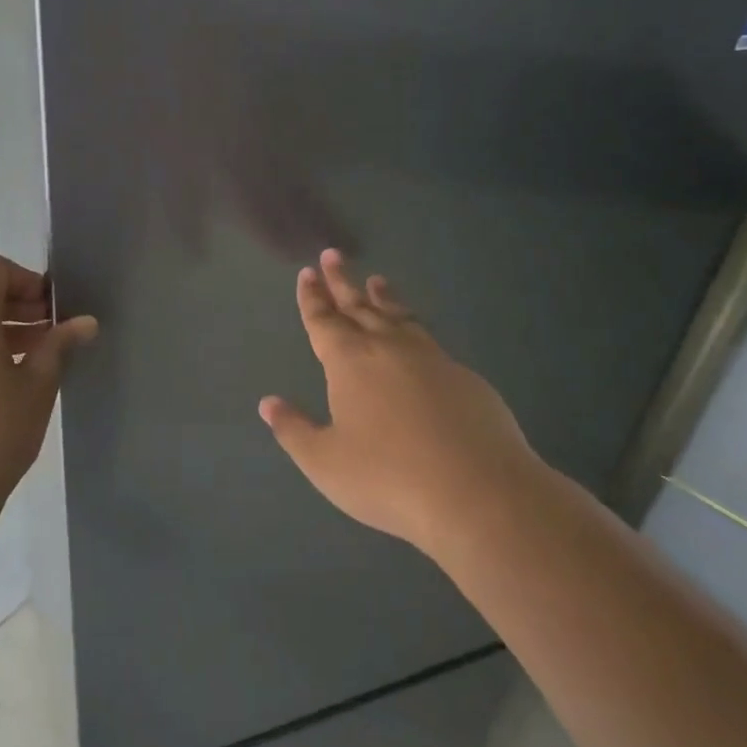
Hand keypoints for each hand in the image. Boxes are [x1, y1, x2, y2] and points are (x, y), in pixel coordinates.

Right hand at [259, 249, 538, 555]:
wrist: (478, 491)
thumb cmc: (388, 477)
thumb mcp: (326, 463)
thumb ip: (294, 430)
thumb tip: (268, 403)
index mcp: (350, 362)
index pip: (324, 321)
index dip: (313, 298)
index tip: (308, 273)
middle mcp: (388, 348)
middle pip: (359, 307)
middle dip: (342, 282)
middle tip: (333, 256)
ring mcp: (430, 358)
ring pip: (399, 317)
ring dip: (383, 298)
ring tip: (376, 281)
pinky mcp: (464, 376)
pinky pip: (428, 340)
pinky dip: (413, 326)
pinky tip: (416, 338)